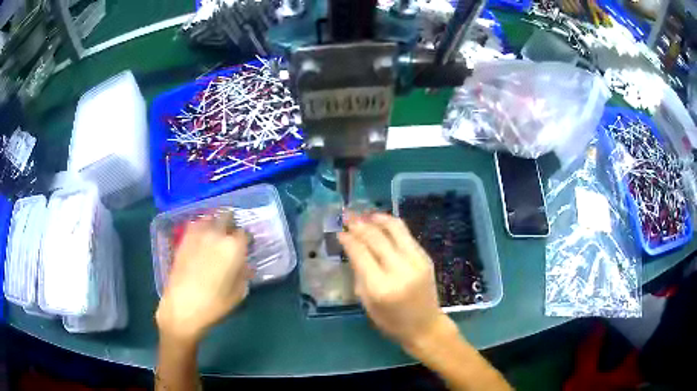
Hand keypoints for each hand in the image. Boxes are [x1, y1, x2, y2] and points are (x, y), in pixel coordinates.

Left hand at [156, 215, 250, 343]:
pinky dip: (200, 227)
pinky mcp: (184, 239)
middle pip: (226, 216)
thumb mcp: (238, 293)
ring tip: (215, 233)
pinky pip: (195, 224)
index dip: (246, 240)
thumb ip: (243, 275)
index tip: (245, 247)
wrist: (183, 306)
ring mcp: (198, 234)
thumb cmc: (214, 303)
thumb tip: (245, 266)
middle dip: (231, 223)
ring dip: (215, 222)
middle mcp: (216, 234)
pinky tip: (201, 238)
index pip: (244, 233)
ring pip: (209, 217)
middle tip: (231, 235)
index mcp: (233, 247)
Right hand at [338, 213, 451, 350]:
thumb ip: (359, 274)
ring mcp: (416, 261)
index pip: (361, 253)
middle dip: (359, 224)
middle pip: (376, 238)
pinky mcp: (425, 257)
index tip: (339, 231)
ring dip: (377, 218)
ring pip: (394, 229)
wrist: (425, 326)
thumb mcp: (367, 304)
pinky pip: (406, 234)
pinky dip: (391, 225)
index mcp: (381, 287)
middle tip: (347, 216)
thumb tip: (351, 248)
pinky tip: (381, 221)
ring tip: (364, 214)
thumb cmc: (391, 321)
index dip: (348, 239)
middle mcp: (400, 270)